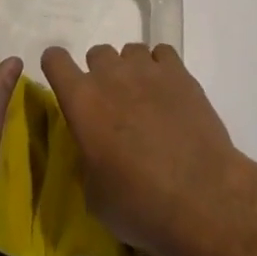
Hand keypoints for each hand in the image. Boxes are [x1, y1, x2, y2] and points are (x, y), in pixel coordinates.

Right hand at [40, 42, 256, 255]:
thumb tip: (95, 151)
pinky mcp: (179, 73)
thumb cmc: (140, 204)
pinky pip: (162, 54)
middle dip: (100, 75)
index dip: (56, 67)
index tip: (65, 83)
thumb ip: (87, 160)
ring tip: (144, 99)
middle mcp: (110, 76)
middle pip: (97, 53)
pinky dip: (161, 68)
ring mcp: (147, 70)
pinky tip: (169, 93)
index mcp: (82, 102)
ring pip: (130, 51)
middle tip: (113, 106)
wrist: (201, 196)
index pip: (55, 61)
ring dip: (131, 70)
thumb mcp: (96, 196)